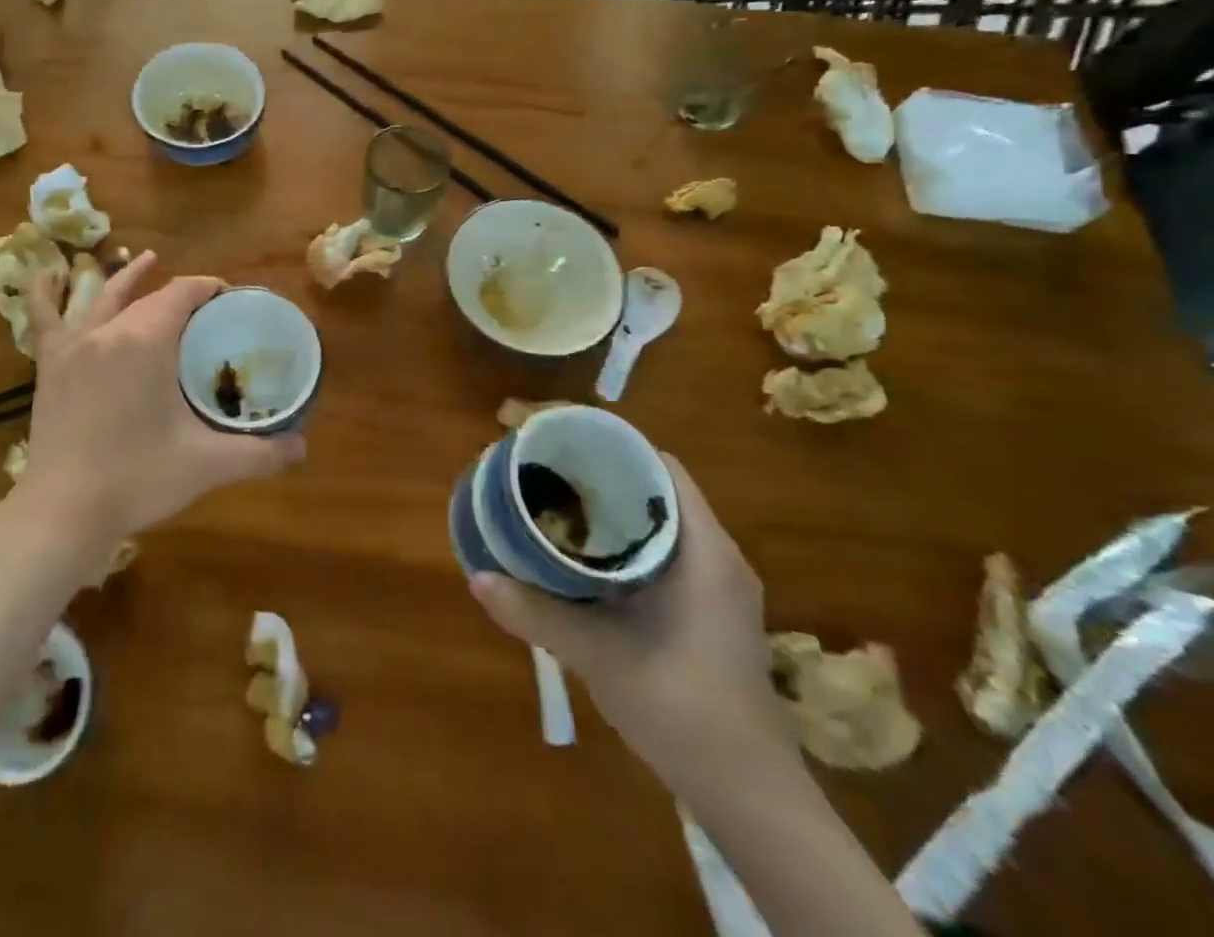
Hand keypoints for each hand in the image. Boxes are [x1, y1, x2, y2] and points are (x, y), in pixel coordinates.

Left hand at [15, 251, 305, 545]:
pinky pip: (44, 319)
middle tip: (206, 308)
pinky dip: (45, 293)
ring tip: (146, 258)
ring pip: (104, 298)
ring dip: (128, 278)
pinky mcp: (49, 366)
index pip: (183, 293)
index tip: (228, 297)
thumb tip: (302, 448)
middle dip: (180, 295)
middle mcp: (109, 330)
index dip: (208, 288)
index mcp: (148, 340)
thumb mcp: (208, 465)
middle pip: (150, 299)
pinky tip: (46, 272)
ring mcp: (75, 345)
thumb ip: (260, 454)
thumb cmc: (138, 479)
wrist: (65, 511)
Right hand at [469, 455, 794, 788]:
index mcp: (702, 550)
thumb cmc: (685, 713)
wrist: (751, 797)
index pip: (653, 462)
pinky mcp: (700, 604)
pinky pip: (651, 543)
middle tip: (532, 455)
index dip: (599, 436)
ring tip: (543, 487)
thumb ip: (538, 615)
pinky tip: (571, 545)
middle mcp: (711, 552)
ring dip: (598, 495)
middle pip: (646, 480)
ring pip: (648, 512)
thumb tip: (476, 577)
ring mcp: (709, 580)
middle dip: (588, 461)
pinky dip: (610, 530)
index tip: (545, 429)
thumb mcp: (602, 659)